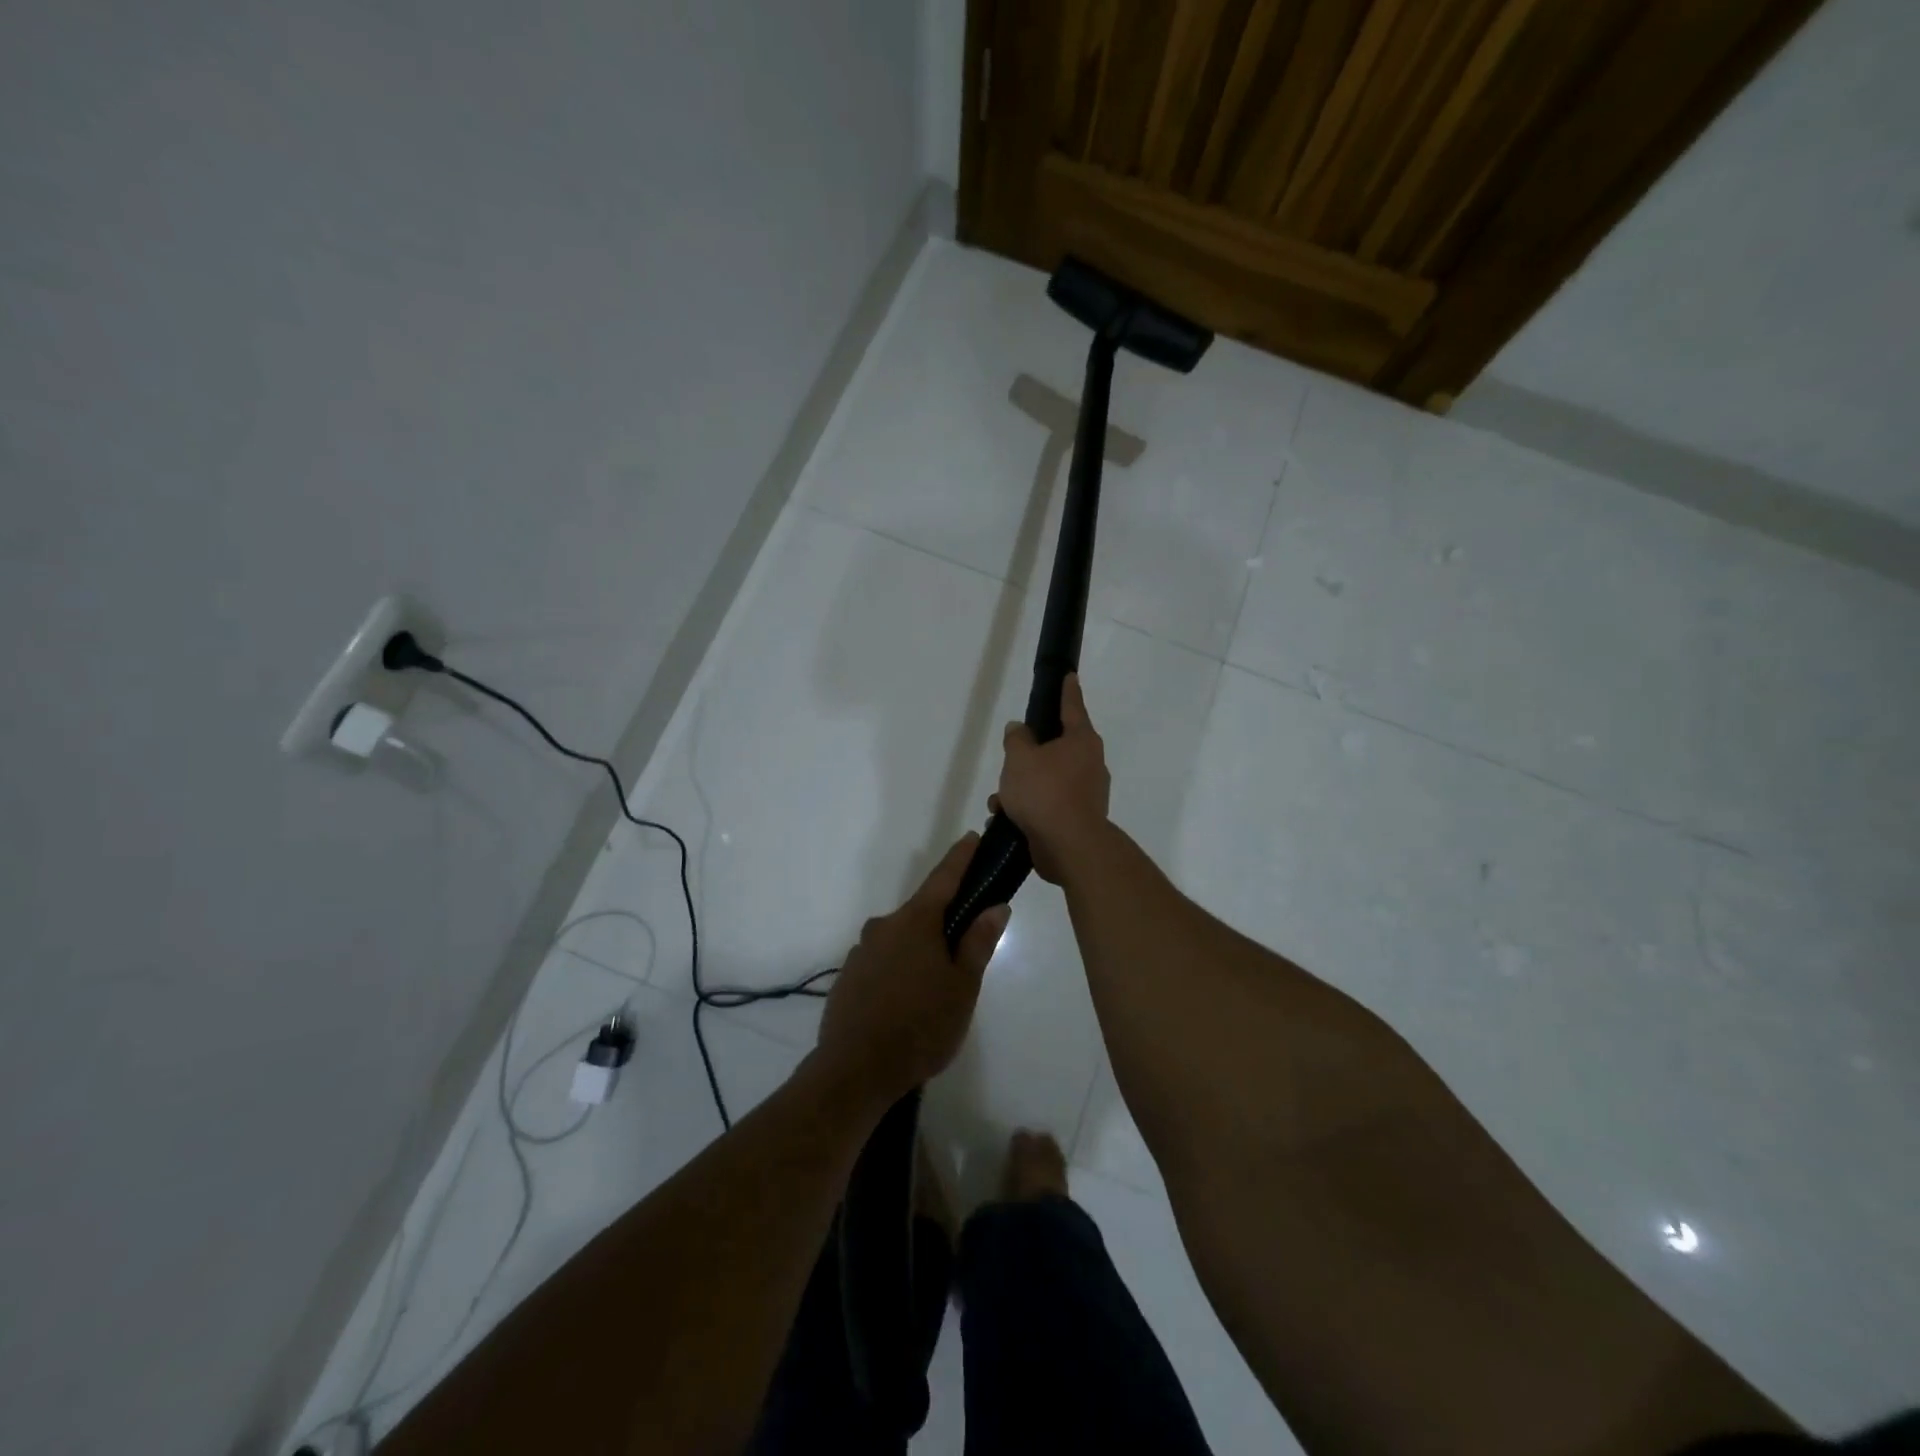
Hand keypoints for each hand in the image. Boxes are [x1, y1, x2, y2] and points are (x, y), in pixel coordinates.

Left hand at [816, 834, 1009, 1105]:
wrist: (854, 1070)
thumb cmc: (921, 1026)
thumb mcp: (962, 986)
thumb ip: (978, 942)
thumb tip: (996, 906)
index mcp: (916, 922)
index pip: (943, 878)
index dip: (960, 858)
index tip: (972, 837)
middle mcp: (884, 926)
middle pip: (921, 912)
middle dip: (944, 921)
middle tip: (965, 948)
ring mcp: (862, 951)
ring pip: (900, 940)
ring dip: (919, 950)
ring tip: (936, 988)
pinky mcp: (848, 977)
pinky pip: (882, 962)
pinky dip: (898, 970)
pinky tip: (906, 1001)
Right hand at [991, 673, 1110, 882]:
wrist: (1069, 846)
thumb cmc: (1045, 792)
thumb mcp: (1020, 758)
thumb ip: (1017, 739)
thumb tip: (1020, 729)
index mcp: (1081, 741)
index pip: (1072, 706)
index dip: (1067, 690)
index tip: (1070, 676)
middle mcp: (1090, 763)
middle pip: (1057, 747)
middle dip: (1030, 754)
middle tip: (1012, 757)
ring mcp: (1087, 793)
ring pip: (1048, 779)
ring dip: (1023, 787)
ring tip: (1000, 799)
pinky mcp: (1077, 818)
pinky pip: (1048, 804)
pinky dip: (1029, 808)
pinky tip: (1006, 818)